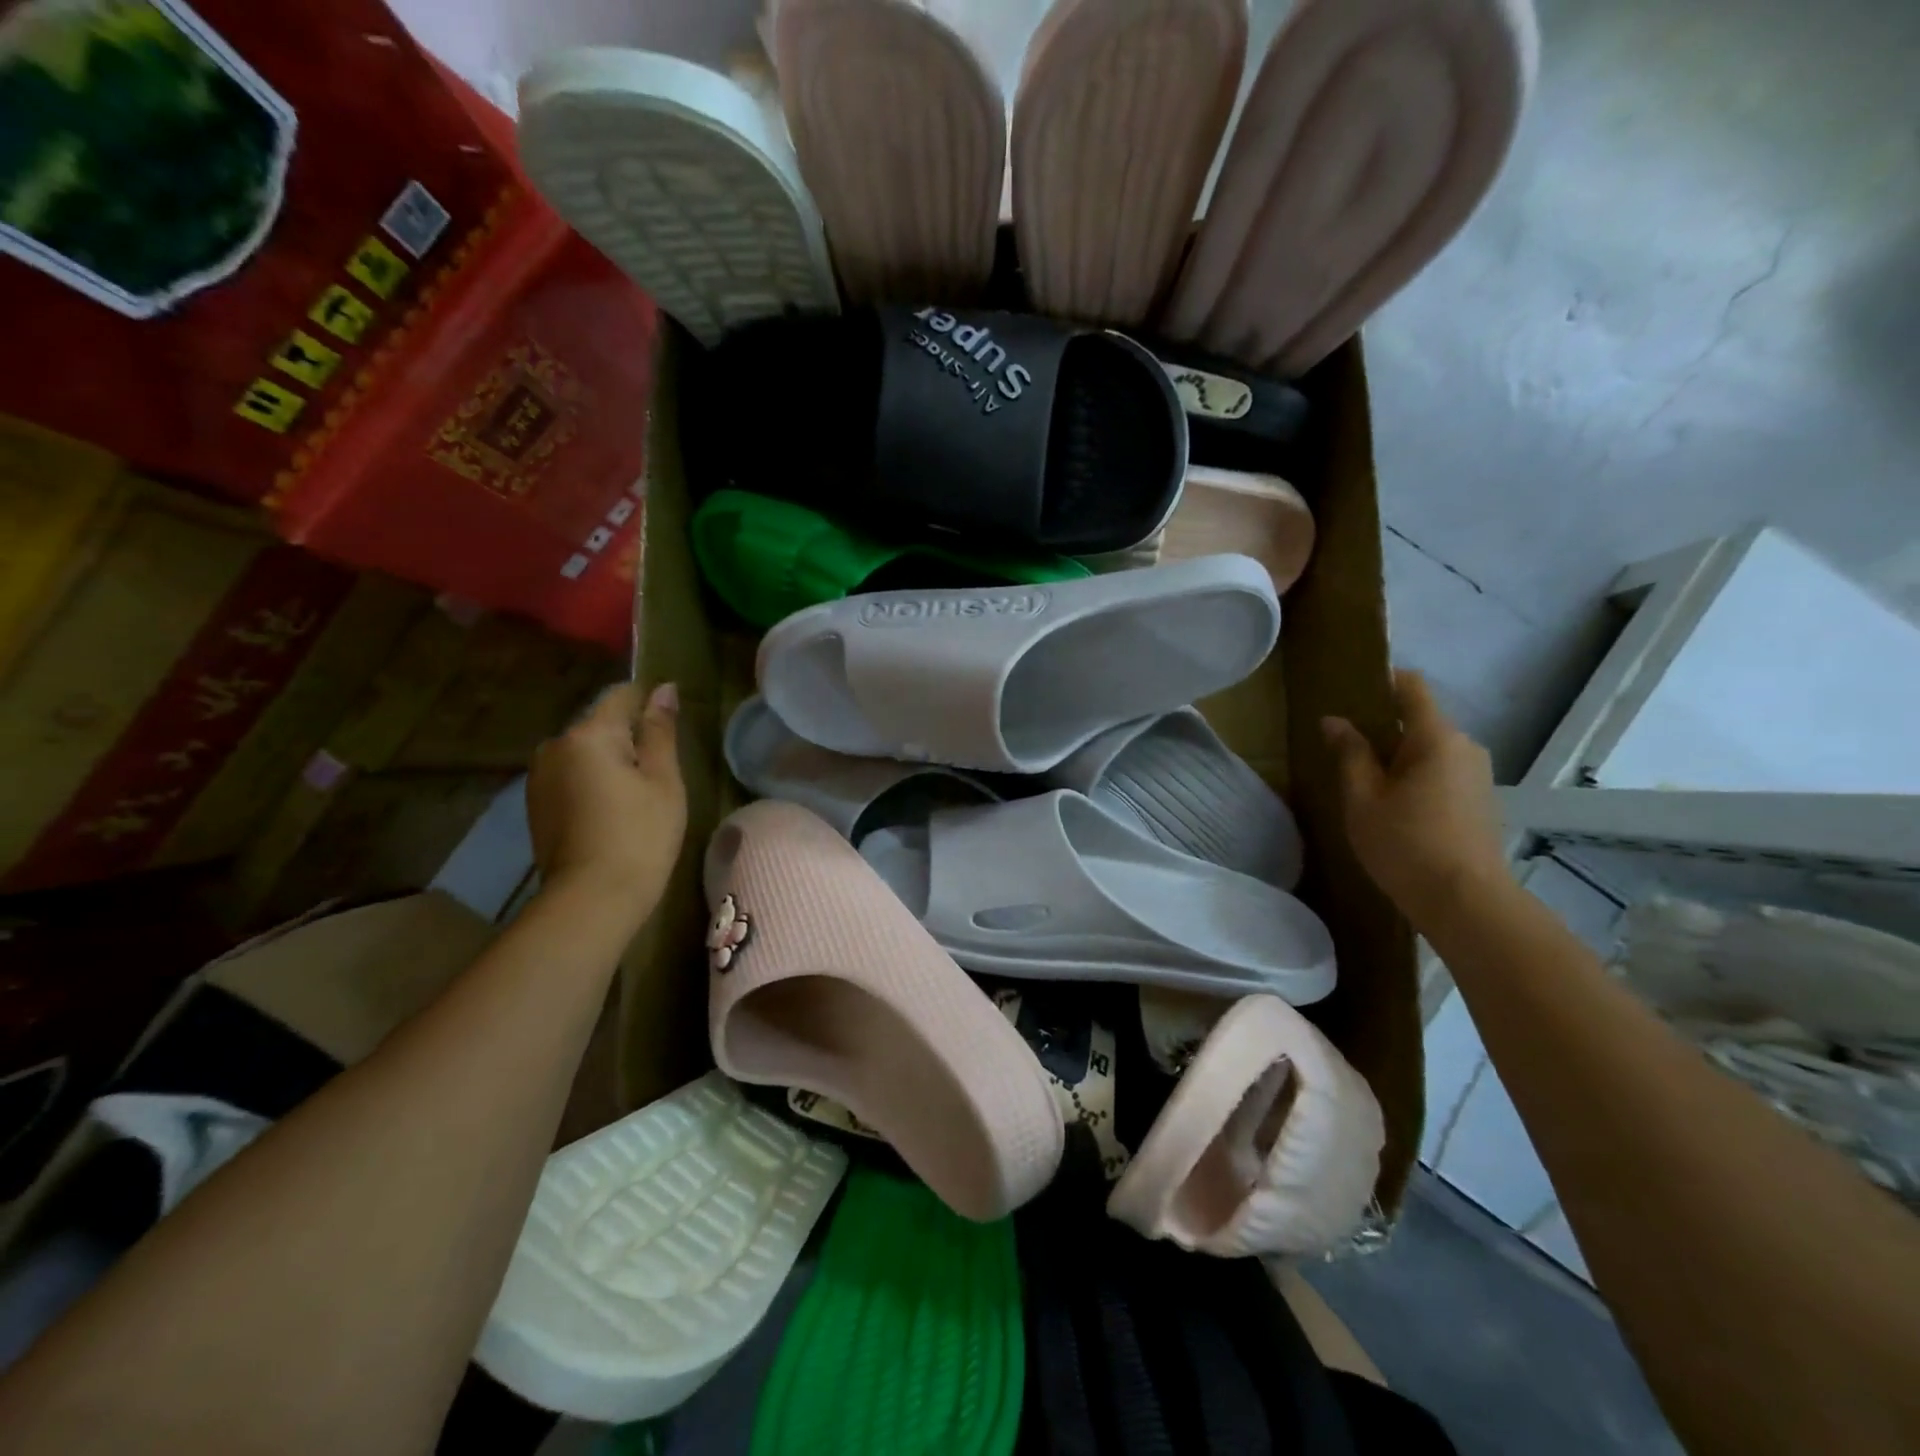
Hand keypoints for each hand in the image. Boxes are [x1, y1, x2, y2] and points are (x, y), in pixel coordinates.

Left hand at [527, 681, 685, 923]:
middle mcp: (555, 746)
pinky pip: (571, 777)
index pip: (622, 696)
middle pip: (601, 726)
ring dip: (610, 763)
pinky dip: (593, 784)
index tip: (671, 730)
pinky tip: (611, 814)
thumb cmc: (640, 835)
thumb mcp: (663, 780)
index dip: (650, 705)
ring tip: (636, 799)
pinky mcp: (536, 804)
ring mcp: (539, 776)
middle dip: (629, 740)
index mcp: (588, 734)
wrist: (591, 899)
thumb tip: (664, 689)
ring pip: (585, 753)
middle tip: (659, 776)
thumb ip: (661, 731)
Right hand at [1322, 670, 1508, 920]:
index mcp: (1436, 737)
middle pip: (1419, 719)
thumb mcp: (1363, 798)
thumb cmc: (1405, 844)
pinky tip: (1392, 805)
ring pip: (1429, 749)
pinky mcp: (1480, 800)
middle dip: (1382, 727)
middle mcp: (1465, 746)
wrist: (1466, 903)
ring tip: (1363, 781)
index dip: (1380, 680)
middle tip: (1342, 748)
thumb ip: (1350, 753)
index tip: (1348, 691)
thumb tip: (1334, 721)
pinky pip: (1441, 771)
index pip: (1411, 687)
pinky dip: (1415, 776)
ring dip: (1397, 756)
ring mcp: (1478, 774)